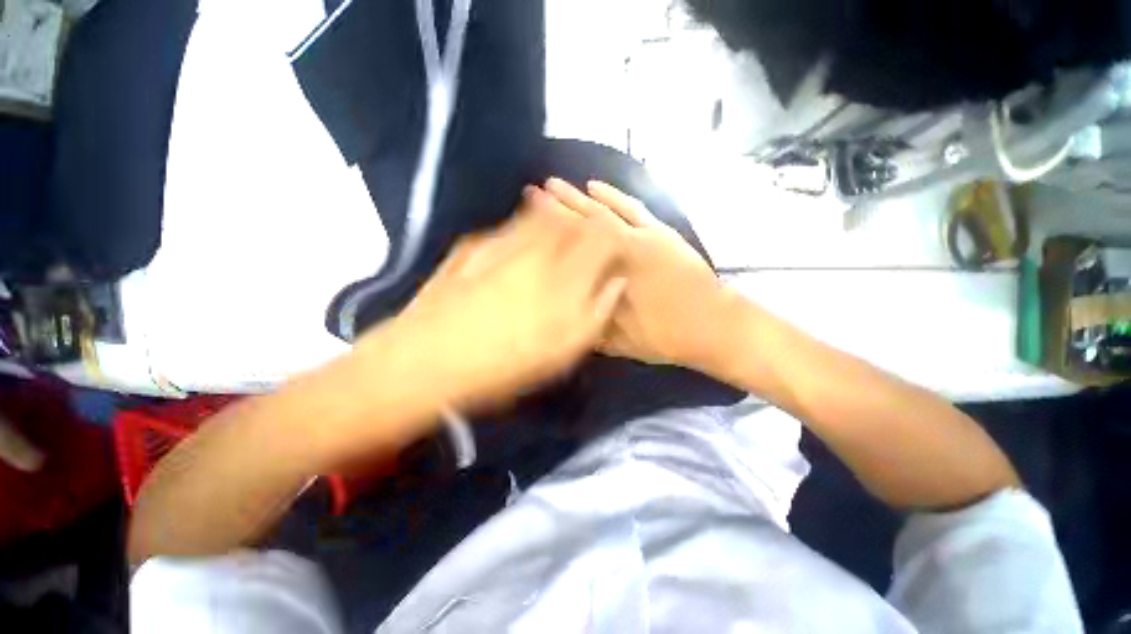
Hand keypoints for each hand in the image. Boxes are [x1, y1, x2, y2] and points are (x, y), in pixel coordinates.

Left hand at [360, 185, 626, 408]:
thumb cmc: (502, 365)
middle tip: (589, 238)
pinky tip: (521, 243)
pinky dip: (523, 226)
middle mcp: (535, 250)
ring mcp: (500, 244)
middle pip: (570, 220)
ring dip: (556, 218)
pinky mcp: (472, 247)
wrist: (426, 361)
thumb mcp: (562, 351)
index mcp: (561, 276)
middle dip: (586, 223)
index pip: (600, 237)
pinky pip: (508, 227)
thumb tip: (616, 283)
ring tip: (560, 231)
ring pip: (539, 216)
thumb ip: (596, 313)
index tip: (615, 246)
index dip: (613, 236)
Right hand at [542, 178, 735, 369]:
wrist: (714, 325)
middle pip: (585, 222)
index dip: (550, 228)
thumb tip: (563, 308)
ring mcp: (644, 236)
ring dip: (579, 196)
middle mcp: (624, 250)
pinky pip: (632, 208)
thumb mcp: (621, 340)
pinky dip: (612, 196)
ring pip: (605, 211)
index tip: (530, 213)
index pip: (574, 245)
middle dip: (558, 206)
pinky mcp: (660, 232)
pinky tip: (596, 186)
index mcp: (611, 276)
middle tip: (534, 191)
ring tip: (556, 184)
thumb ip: (589, 322)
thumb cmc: (666, 336)